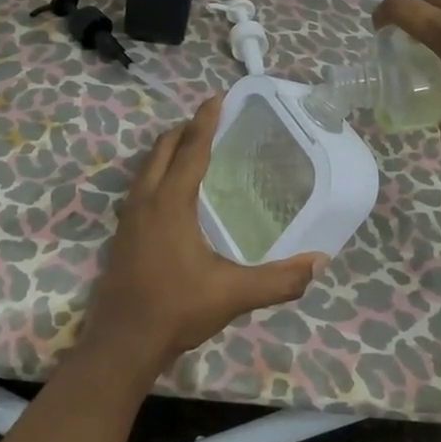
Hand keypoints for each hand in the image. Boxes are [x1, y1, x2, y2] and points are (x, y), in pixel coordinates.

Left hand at [82, 94, 325, 374]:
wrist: (121, 345)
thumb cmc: (176, 309)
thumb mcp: (233, 294)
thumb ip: (278, 280)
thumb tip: (319, 263)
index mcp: (170, 202)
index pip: (190, 148)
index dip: (206, 120)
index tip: (218, 96)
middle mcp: (146, 200)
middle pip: (163, 148)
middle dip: (186, 129)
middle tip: (212, 121)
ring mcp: (129, 217)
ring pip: (147, 166)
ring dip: (169, 149)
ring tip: (194, 147)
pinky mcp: (122, 233)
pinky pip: (141, 185)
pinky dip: (159, 171)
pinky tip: (174, 192)